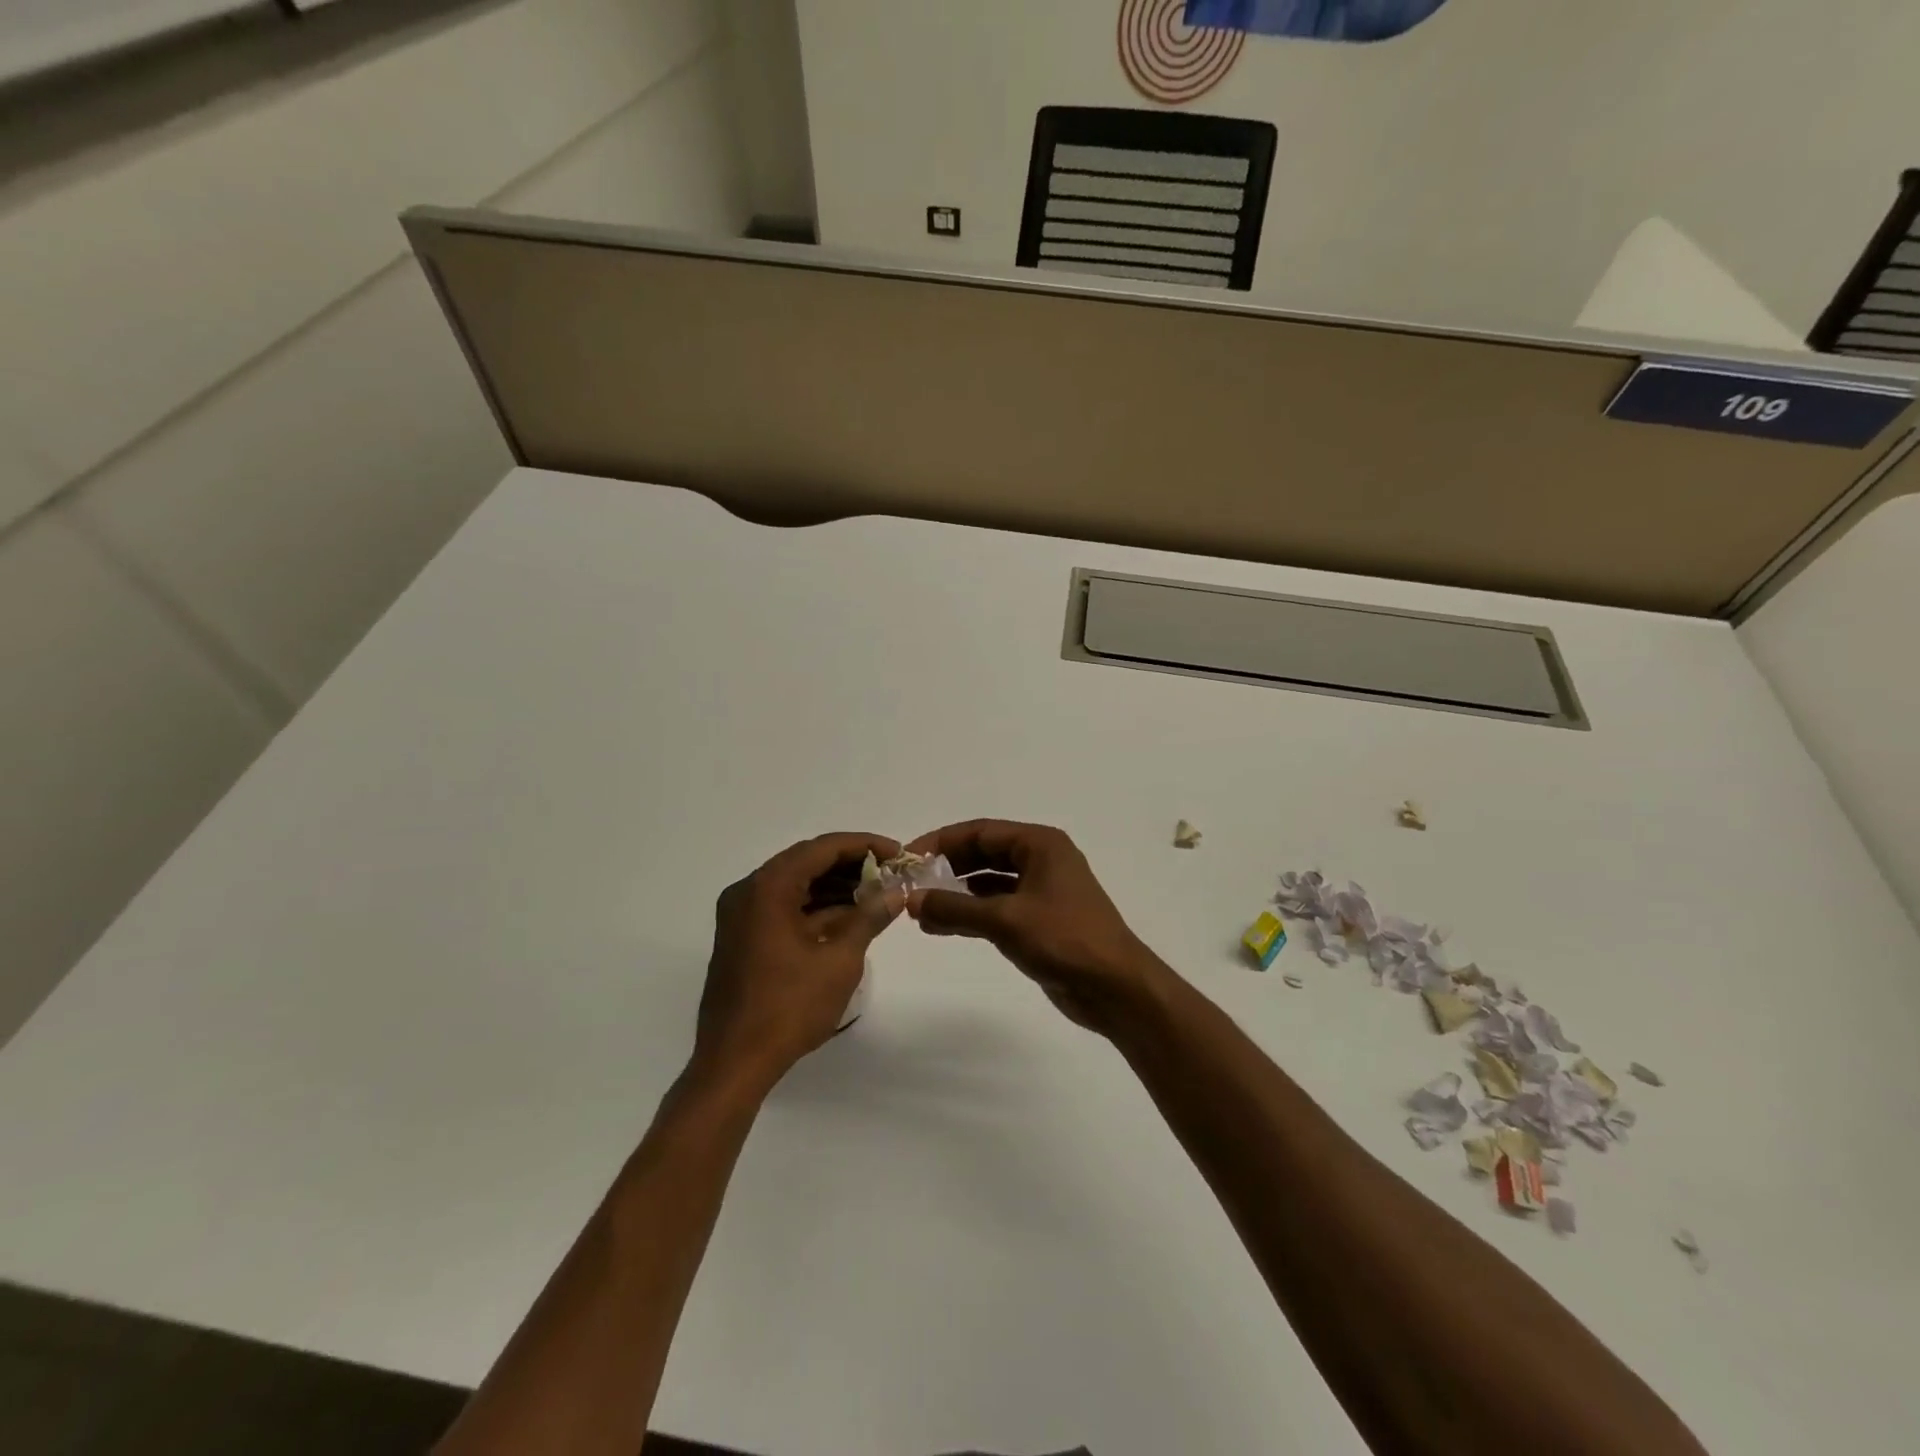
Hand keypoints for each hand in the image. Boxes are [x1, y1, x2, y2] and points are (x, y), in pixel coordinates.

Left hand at [695, 832, 902, 1090]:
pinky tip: (848, 917)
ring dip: (834, 886)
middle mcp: (748, 892)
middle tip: (890, 872)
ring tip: (876, 894)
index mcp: (767, 888)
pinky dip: (815, 908)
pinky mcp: (742, 938)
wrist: (734, 1063)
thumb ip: (869, 917)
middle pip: (806, 862)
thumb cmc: (789, 1007)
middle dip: (850, 865)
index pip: (821, 849)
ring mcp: (741, 916)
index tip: (897, 853)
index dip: (863, 845)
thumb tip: (896, 892)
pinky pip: (783, 908)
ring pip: (795, 885)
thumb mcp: (839, 960)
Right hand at [903, 820, 1174, 1036]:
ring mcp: (1042, 890)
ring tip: (919, 911)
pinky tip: (943, 927)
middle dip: (947, 867)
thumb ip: (955, 908)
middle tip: (910, 884)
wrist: (1116, 988)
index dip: (941, 842)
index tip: (908, 858)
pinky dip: (971, 913)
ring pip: (989, 881)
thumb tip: (911, 901)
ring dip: (956, 893)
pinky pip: (998, 906)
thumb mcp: (1005, 920)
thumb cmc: (1064, 940)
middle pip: (984, 853)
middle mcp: (1041, 859)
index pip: (980, 831)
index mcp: (1040, 844)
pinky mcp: (1041, 919)